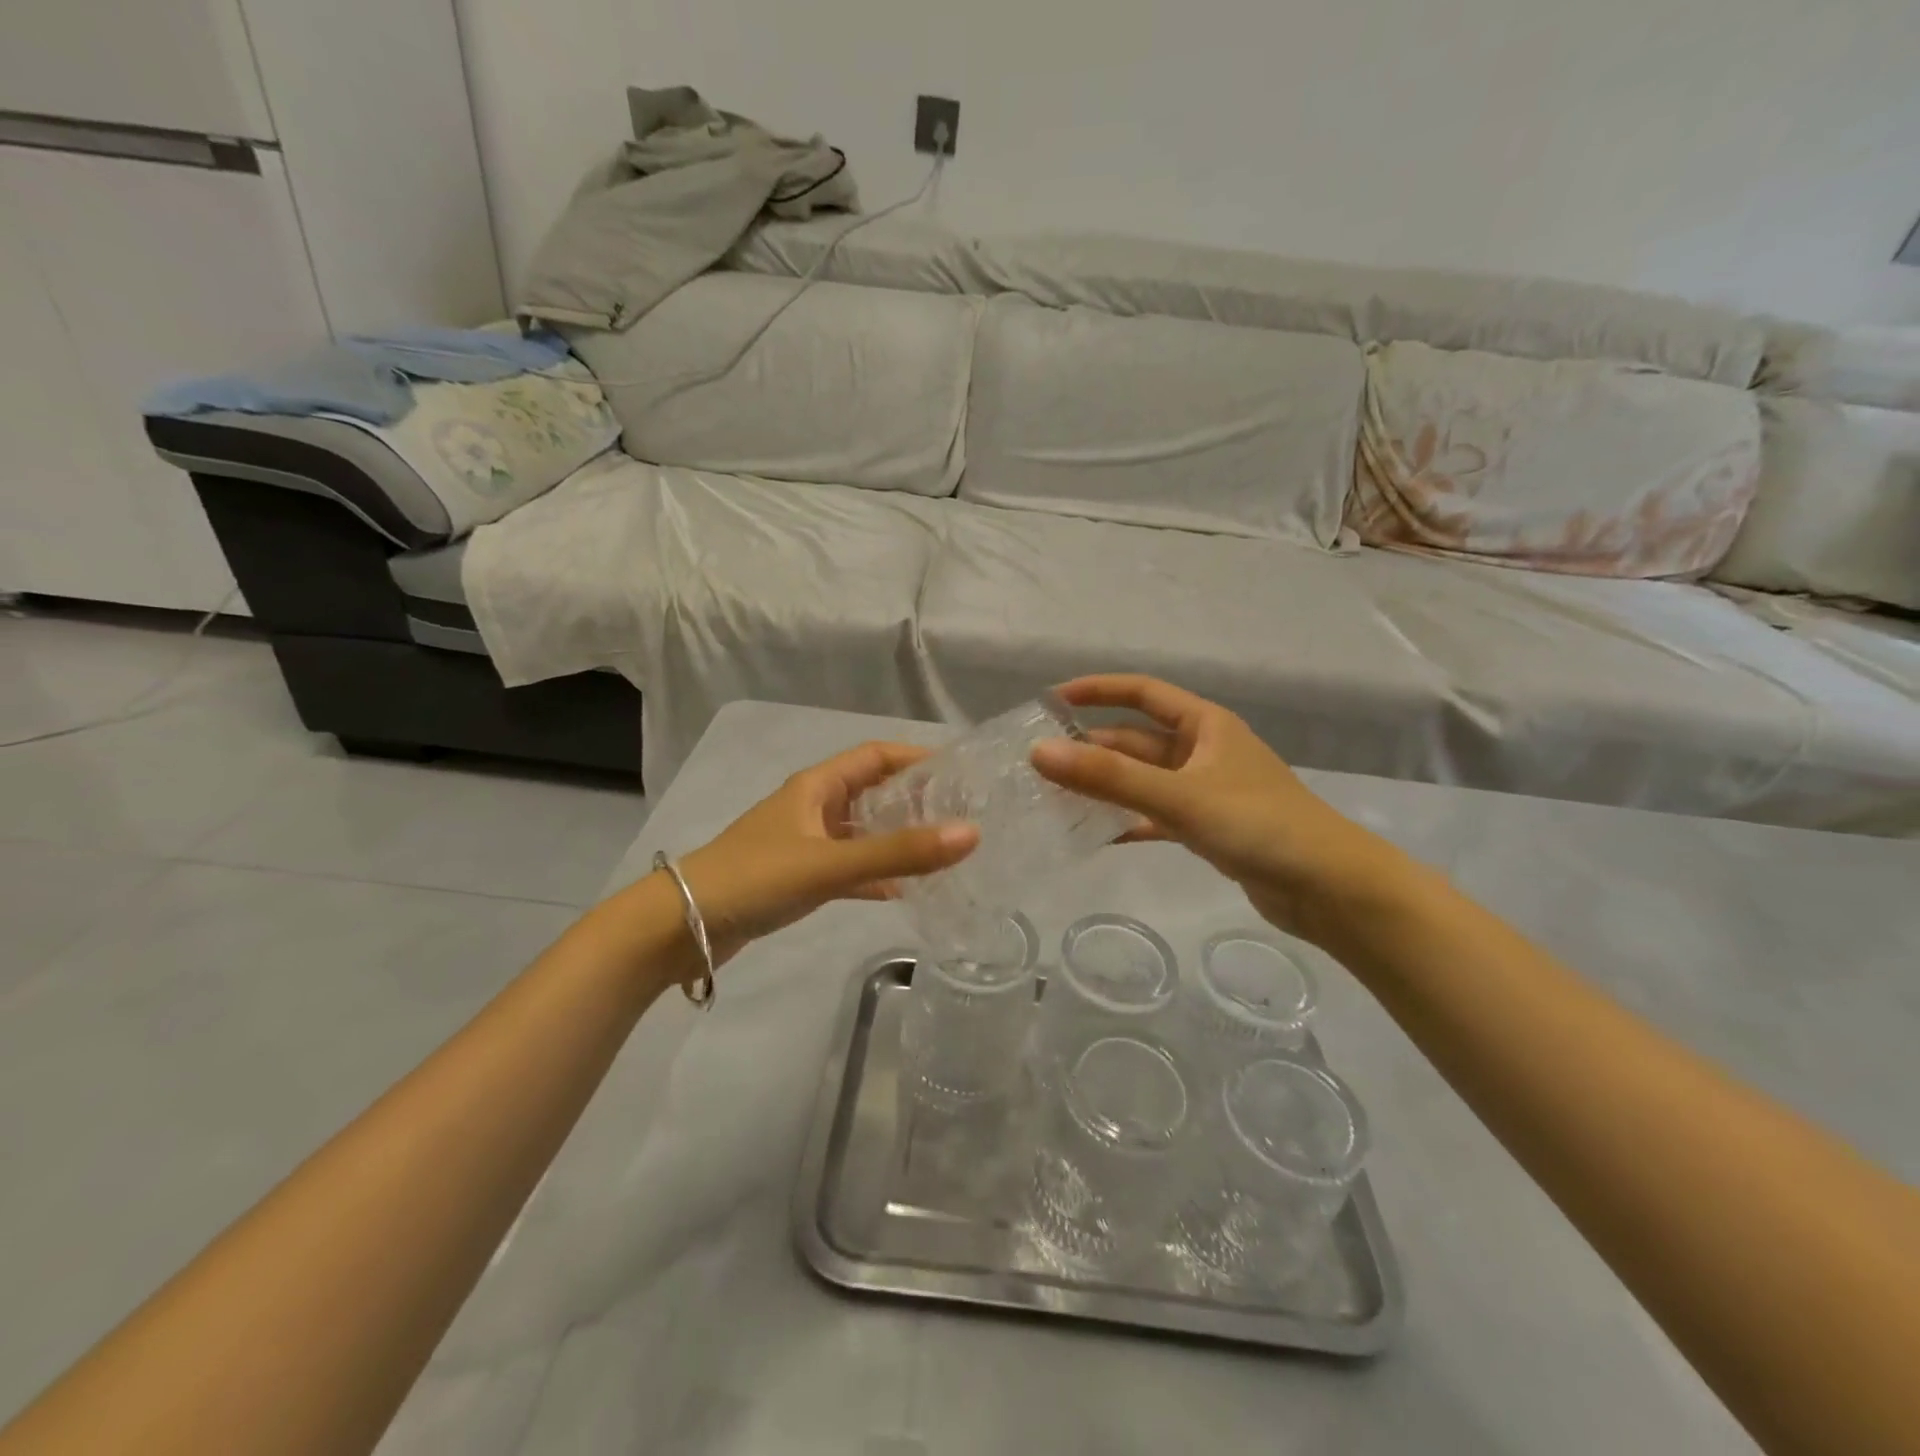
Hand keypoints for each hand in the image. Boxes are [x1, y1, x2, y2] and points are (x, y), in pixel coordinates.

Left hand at [677, 741, 977, 965]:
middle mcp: (813, 807)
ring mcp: (805, 844)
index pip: (876, 756)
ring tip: (944, 852)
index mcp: (816, 786)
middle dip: (915, 800)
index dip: (917, 757)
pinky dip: (875, 876)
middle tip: (962, 816)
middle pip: (873, 792)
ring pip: (863, 833)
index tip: (961, 772)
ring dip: (897, 839)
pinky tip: (905, 892)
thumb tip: (972, 834)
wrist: (680, 928)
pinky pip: (849, 869)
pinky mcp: (798, 878)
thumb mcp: (830, 863)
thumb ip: (899, 852)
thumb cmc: (755, 878)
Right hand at [1030, 675, 1409, 944]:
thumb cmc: (1259, 825)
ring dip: (1106, 786)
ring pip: (1144, 780)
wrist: (1331, 889)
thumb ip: (1109, 777)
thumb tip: (1039, 752)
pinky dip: (1129, 822)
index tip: (1052, 701)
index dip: (1098, 690)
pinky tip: (1097, 835)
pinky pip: (1157, 816)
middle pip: (1137, 740)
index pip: (1143, 692)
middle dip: (1093, 748)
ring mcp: (1207, 792)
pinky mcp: (1210, 829)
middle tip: (1041, 763)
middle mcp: (1204, 751)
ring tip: (1055, 797)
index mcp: (1205, 725)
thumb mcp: (1179, 795)